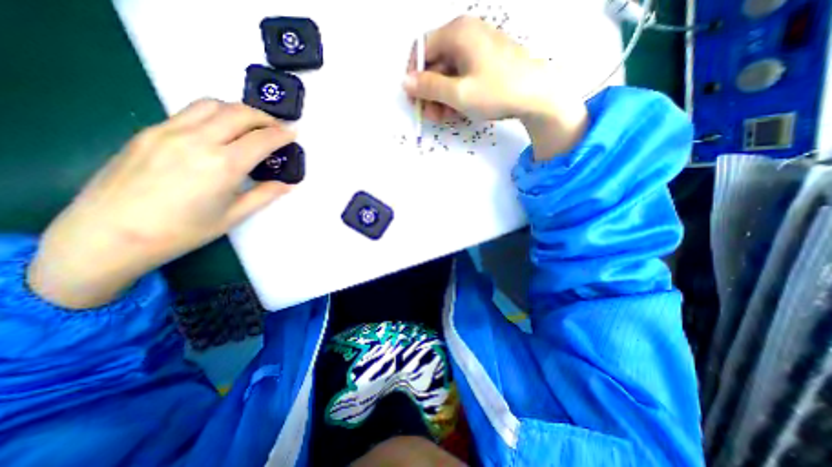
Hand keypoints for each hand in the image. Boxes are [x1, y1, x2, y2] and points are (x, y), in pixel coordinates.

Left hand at [27, 98, 294, 308]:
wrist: (109, 234)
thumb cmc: (182, 231)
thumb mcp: (233, 216)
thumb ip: (264, 195)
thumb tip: (287, 184)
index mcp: (223, 165)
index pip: (261, 139)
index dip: (282, 134)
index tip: (293, 133)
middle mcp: (198, 141)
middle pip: (238, 113)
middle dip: (264, 117)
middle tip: (276, 128)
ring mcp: (169, 131)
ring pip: (212, 104)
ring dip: (238, 111)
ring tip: (250, 126)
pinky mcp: (150, 131)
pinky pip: (190, 112)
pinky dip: (214, 115)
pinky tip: (219, 133)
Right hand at [402, 16, 584, 158]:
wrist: (537, 95)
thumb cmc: (495, 91)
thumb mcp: (458, 93)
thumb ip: (429, 87)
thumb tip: (405, 82)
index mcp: (456, 33)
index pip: (421, 49)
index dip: (414, 76)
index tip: (415, 100)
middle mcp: (465, 34)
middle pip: (435, 63)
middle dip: (430, 92)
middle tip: (432, 116)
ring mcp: (477, 47)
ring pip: (449, 73)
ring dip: (442, 97)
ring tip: (445, 118)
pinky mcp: (486, 61)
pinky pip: (463, 76)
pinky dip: (456, 93)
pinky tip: (458, 110)